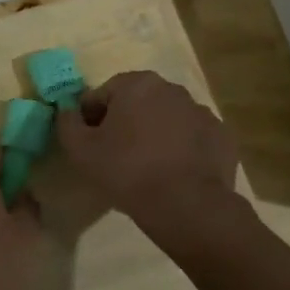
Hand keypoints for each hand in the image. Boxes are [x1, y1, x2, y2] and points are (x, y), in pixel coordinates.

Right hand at [55, 71, 238, 228]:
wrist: (187, 205)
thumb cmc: (127, 171)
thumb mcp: (81, 150)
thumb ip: (67, 123)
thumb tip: (67, 110)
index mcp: (138, 84)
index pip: (103, 94)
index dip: (91, 119)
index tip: (90, 144)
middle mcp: (172, 89)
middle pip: (138, 102)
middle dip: (126, 123)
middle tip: (117, 157)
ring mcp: (202, 112)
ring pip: (167, 119)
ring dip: (155, 135)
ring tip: (147, 169)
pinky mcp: (222, 136)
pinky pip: (193, 139)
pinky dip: (182, 150)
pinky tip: (174, 175)